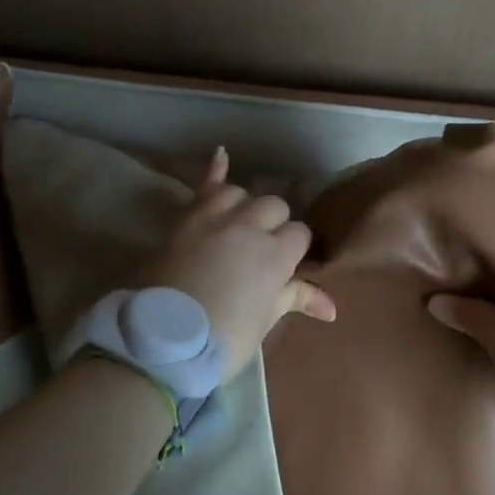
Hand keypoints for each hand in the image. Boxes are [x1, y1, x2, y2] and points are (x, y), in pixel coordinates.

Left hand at [143, 148, 336, 382]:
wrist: (161, 342)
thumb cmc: (223, 338)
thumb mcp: (264, 320)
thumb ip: (295, 299)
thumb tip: (332, 309)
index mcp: (275, 254)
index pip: (300, 234)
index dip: (295, 249)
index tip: (287, 267)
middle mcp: (249, 226)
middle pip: (274, 207)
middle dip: (274, 225)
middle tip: (262, 253)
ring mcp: (215, 218)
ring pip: (241, 194)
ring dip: (244, 206)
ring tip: (241, 224)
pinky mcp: (186, 219)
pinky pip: (203, 187)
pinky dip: (214, 169)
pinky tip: (221, 153)